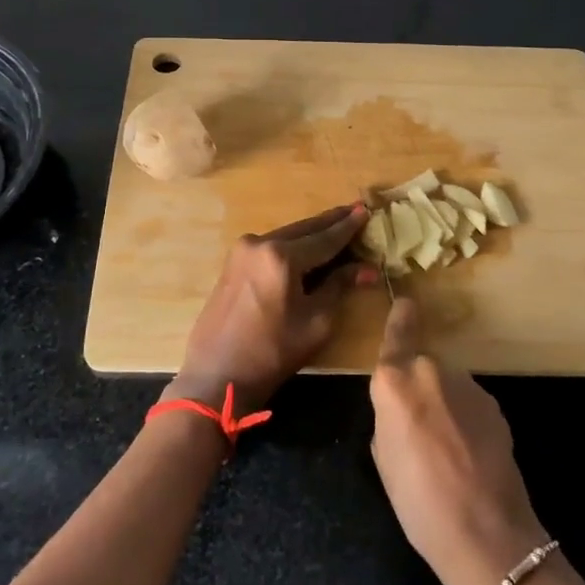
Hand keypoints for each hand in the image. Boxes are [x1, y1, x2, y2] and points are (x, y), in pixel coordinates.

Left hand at [169, 203, 375, 414]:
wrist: (217, 374)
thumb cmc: (272, 353)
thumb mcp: (315, 323)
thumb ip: (339, 287)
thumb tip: (367, 269)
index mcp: (281, 256)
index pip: (325, 238)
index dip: (348, 227)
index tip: (366, 210)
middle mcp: (259, 243)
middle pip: (304, 229)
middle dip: (330, 222)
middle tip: (354, 210)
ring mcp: (242, 251)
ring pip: (286, 236)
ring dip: (311, 234)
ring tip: (335, 227)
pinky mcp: (233, 263)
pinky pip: (270, 247)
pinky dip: (291, 245)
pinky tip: (306, 248)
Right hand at [369, 299, 549, 584]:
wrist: (486, 534)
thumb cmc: (418, 502)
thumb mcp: (383, 457)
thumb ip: (387, 416)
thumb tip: (400, 407)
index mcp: (395, 382)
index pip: (397, 332)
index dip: (400, 317)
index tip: (404, 303)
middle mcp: (431, 371)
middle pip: (421, 365)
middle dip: (418, 387)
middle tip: (416, 429)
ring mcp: (468, 386)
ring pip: (447, 385)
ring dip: (443, 405)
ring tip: (447, 451)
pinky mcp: (494, 405)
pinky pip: (468, 403)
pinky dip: (465, 419)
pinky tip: (469, 455)